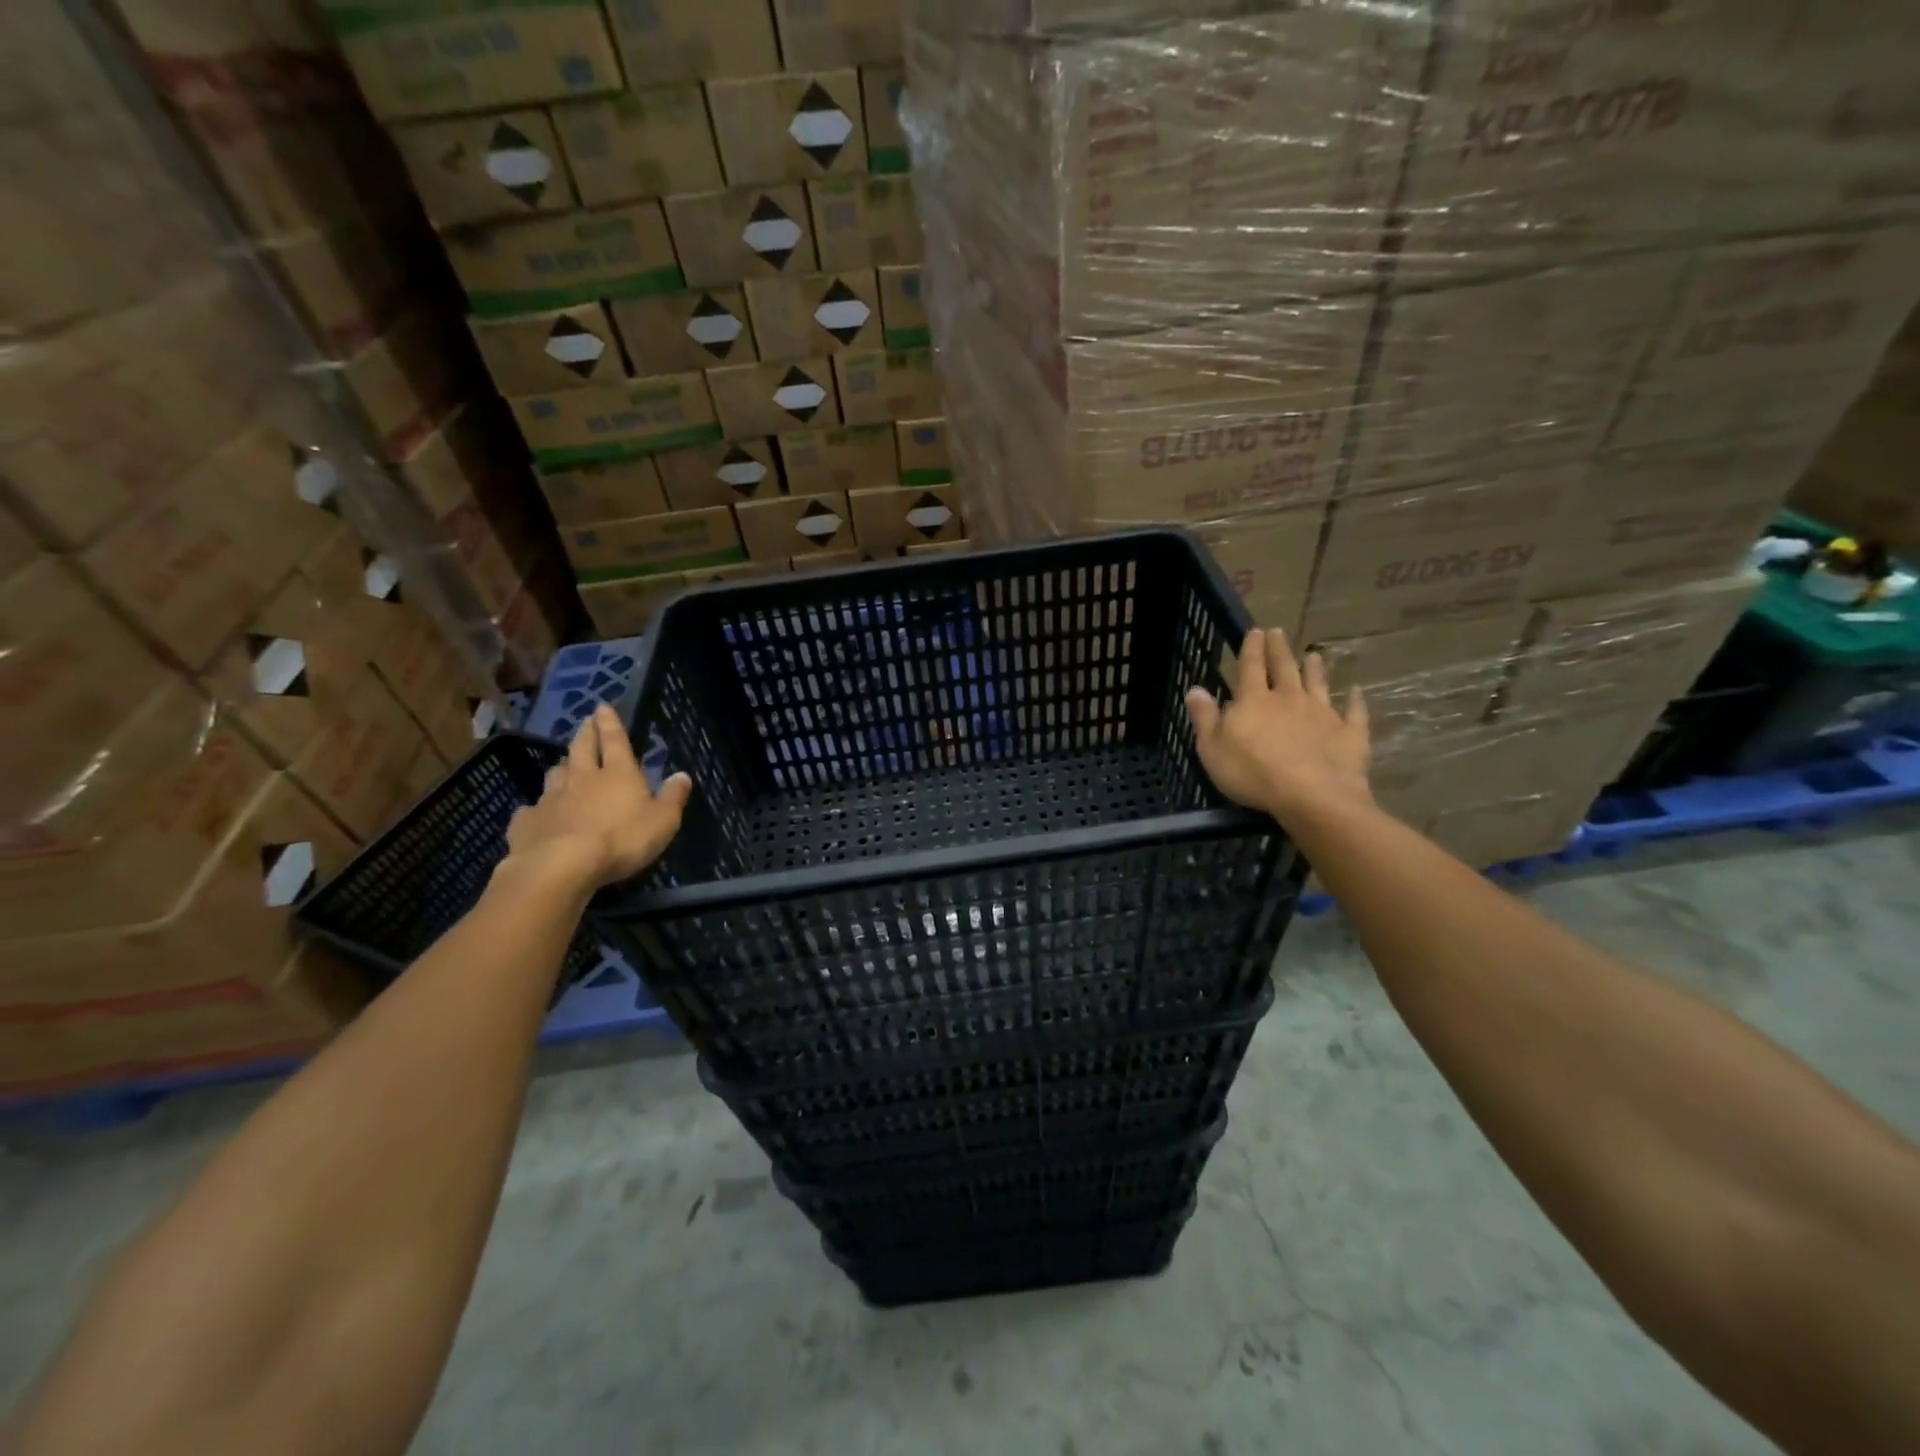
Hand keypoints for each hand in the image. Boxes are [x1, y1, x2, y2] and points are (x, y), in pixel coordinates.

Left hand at [503, 705, 691, 889]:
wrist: (560, 866)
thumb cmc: (621, 840)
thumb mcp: (662, 821)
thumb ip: (672, 797)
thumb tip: (683, 775)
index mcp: (618, 774)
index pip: (615, 740)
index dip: (610, 723)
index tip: (602, 706)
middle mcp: (582, 778)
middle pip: (581, 749)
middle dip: (585, 734)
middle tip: (584, 722)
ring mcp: (551, 798)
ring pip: (555, 774)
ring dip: (562, 767)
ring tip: (564, 765)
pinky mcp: (527, 822)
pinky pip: (531, 810)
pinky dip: (536, 808)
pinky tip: (536, 813)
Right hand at [1185, 628, 1371, 824]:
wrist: (1311, 795)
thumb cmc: (1252, 773)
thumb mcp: (1212, 749)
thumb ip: (1205, 718)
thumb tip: (1195, 689)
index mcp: (1254, 701)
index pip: (1250, 667)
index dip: (1251, 648)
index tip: (1255, 630)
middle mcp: (1289, 699)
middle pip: (1284, 668)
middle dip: (1279, 649)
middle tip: (1279, 632)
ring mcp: (1322, 714)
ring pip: (1318, 684)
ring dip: (1315, 669)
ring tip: (1314, 655)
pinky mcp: (1349, 734)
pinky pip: (1353, 713)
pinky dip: (1355, 701)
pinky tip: (1356, 692)